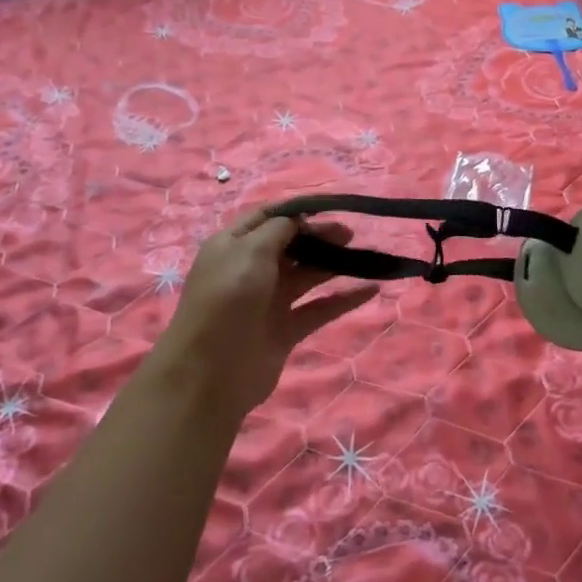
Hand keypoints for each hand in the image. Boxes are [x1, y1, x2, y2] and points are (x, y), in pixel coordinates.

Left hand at [155, 209, 378, 423]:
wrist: (210, 374)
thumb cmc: (227, 300)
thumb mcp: (249, 252)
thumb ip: (279, 229)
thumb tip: (298, 219)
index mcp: (233, 246)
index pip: (268, 217)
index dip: (297, 210)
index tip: (331, 207)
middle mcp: (250, 270)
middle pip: (291, 245)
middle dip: (320, 236)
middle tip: (350, 234)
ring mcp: (268, 301)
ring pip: (307, 275)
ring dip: (334, 264)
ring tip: (366, 257)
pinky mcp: (285, 329)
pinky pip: (319, 308)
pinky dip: (344, 299)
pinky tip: (371, 289)